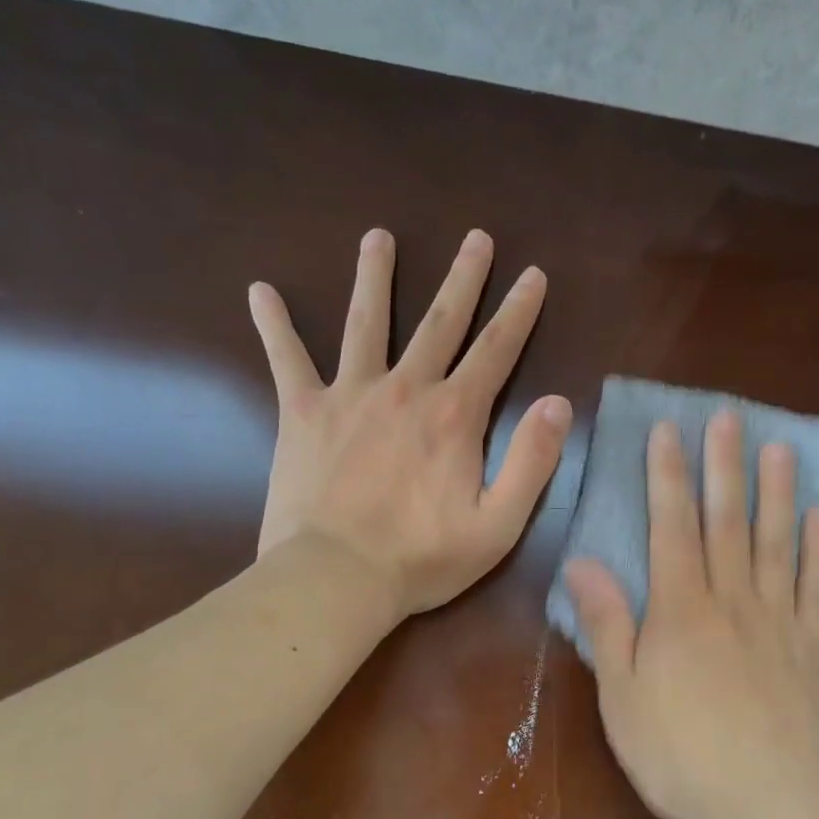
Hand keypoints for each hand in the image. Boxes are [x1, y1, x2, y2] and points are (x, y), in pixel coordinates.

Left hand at [250, 228, 571, 619]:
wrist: (335, 579)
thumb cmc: (422, 558)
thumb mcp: (499, 524)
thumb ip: (533, 461)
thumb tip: (559, 404)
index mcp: (455, 416)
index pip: (496, 350)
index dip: (519, 311)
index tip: (532, 275)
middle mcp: (405, 390)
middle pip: (439, 322)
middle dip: (463, 278)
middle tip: (476, 238)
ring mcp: (349, 395)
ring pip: (366, 323)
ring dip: (375, 277)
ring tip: (378, 238)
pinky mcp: (302, 413)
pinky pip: (286, 359)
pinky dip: (273, 325)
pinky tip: (260, 291)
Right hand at [563, 410, 818, 818]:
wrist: (766, 807)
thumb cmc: (680, 755)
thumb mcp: (623, 696)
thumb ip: (607, 624)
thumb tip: (582, 561)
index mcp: (681, 610)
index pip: (672, 527)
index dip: (667, 476)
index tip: (667, 432)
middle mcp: (732, 601)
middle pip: (727, 521)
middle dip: (723, 466)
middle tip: (728, 418)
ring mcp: (778, 621)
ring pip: (776, 543)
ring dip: (776, 493)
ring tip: (781, 448)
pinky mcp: (811, 648)